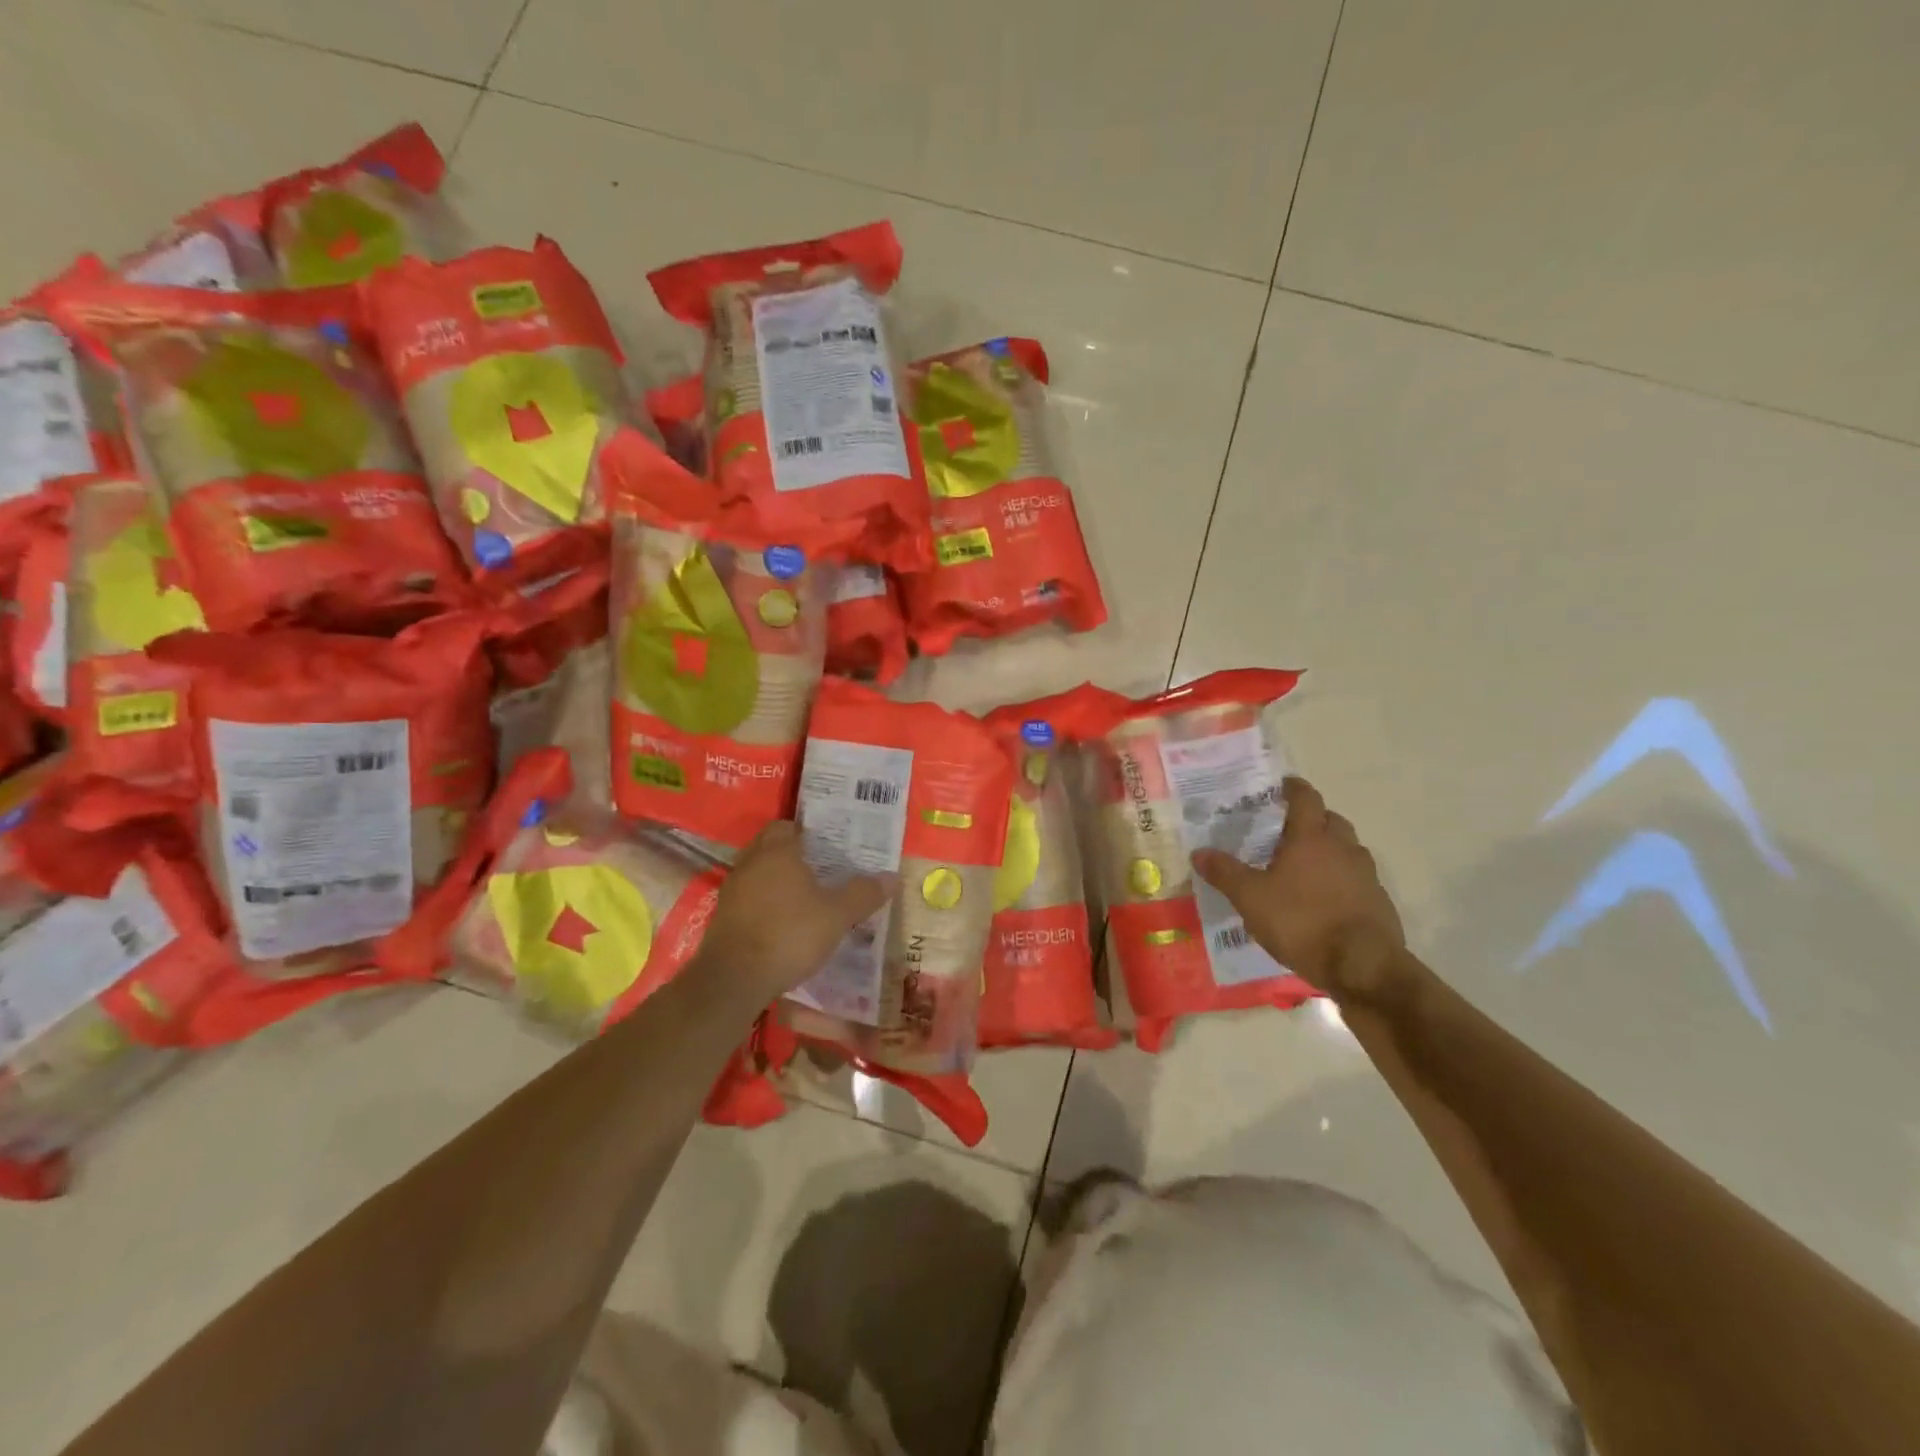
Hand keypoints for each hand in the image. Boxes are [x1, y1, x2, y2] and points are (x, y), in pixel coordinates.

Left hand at [697, 820, 896, 999]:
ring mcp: (732, 890)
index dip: (807, 833)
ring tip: (806, 897)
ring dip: (777, 882)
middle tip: (822, 870)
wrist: (734, 979)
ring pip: (758, 874)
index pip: (787, 826)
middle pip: (771, 848)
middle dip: (793, 856)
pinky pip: (748, 899)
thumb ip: (864, 894)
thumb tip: (892, 877)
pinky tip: (783, 923)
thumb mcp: (837, 916)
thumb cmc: (790, 934)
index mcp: (777, 851)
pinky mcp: (723, 918)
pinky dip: (764, 905)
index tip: (828, 846)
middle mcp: (750, 863)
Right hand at [1192, 778, 1406, 1002]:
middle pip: (1332, 820)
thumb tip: (1199, 852)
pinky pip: (1358, 878)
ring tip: (1307, 864)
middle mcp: (1342, 848)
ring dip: (1331, 848)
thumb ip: (1225, 873)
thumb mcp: (1250, 898)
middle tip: (1290, 827)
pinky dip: (1343, 879)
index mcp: (1311, 839)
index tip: (1284, 784)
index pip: (1306, 799)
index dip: (1294, 788)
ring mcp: (1366, 875)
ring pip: (1348, 849)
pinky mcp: (1379, 902)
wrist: (1363, 966)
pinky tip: (1326, 899)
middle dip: (1314, 818)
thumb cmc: (1301, 922)